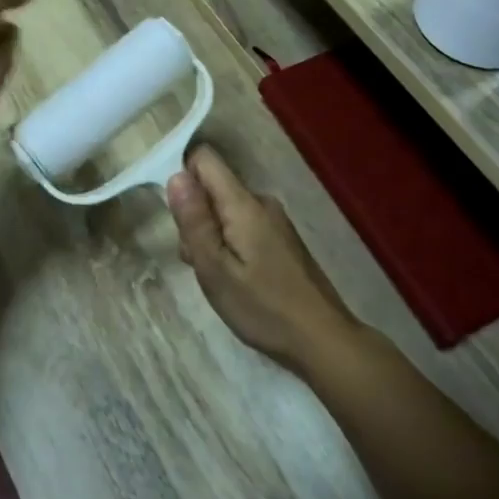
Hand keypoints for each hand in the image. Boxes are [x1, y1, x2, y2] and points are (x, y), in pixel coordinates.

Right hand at [166, 146, 355, 372]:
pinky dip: (230, 245)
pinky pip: (243, 225)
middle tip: (198, 261)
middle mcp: (261, 202)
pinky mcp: (282, 239)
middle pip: (213, 187)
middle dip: (195, 216)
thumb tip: (176, 175)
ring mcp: (275, 220)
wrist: (322, 338)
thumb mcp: (215, 269)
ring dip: (211, 235)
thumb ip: (194, 221)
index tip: (178, 216)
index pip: (205, 159)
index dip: (182, 177)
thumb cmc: (262, 306)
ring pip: (226, 210)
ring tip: (217, 277)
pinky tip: (236, 279)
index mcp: (243, 203)